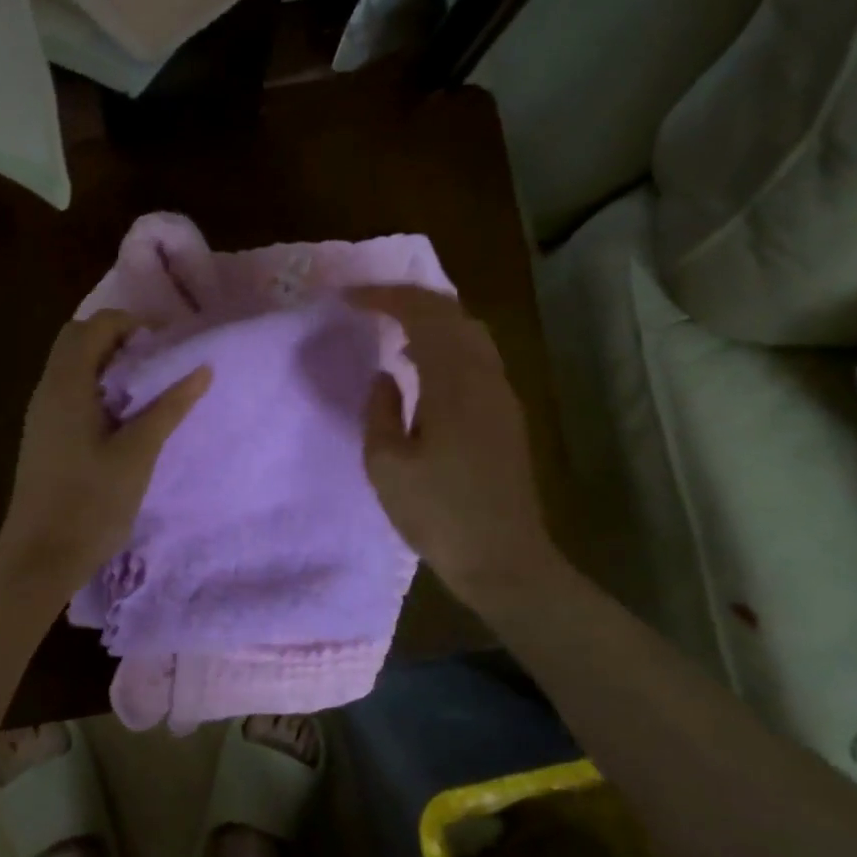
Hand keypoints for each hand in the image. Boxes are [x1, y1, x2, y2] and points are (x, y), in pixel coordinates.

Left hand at [0, 310, 210, 592]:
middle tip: (156, 362)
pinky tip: (123, 418)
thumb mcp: (138, 453)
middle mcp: (48, 389)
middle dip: (118, 339)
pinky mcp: (43, 435)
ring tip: (147, 388)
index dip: (133, 325)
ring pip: (72, 365)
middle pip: (78, 339)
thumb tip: (202, 369)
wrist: (39, 558)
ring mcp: (41, 413)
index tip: (167, 347)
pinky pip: (69, 390)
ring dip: (108, 363)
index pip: (95, 325)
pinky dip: (97, 386)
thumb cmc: (90, 503)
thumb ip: (169, 407)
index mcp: (67, 385)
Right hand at [351, 286, 571, 613]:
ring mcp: (502, 394)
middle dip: (410, 299)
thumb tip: (386, 375)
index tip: (349, 298)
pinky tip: (424, 365)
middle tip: (370, 302)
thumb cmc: (438, 514)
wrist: (504, 559)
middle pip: (453, 314)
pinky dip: (447, 343)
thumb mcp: (386, 465)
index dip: (385, 298)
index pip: (423, 315)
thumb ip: (380, 410)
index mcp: (454, 383)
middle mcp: (485, 377)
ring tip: (394, 327)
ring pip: (470, 333)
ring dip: (432, 319)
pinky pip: (477, 357)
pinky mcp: (507, 414)